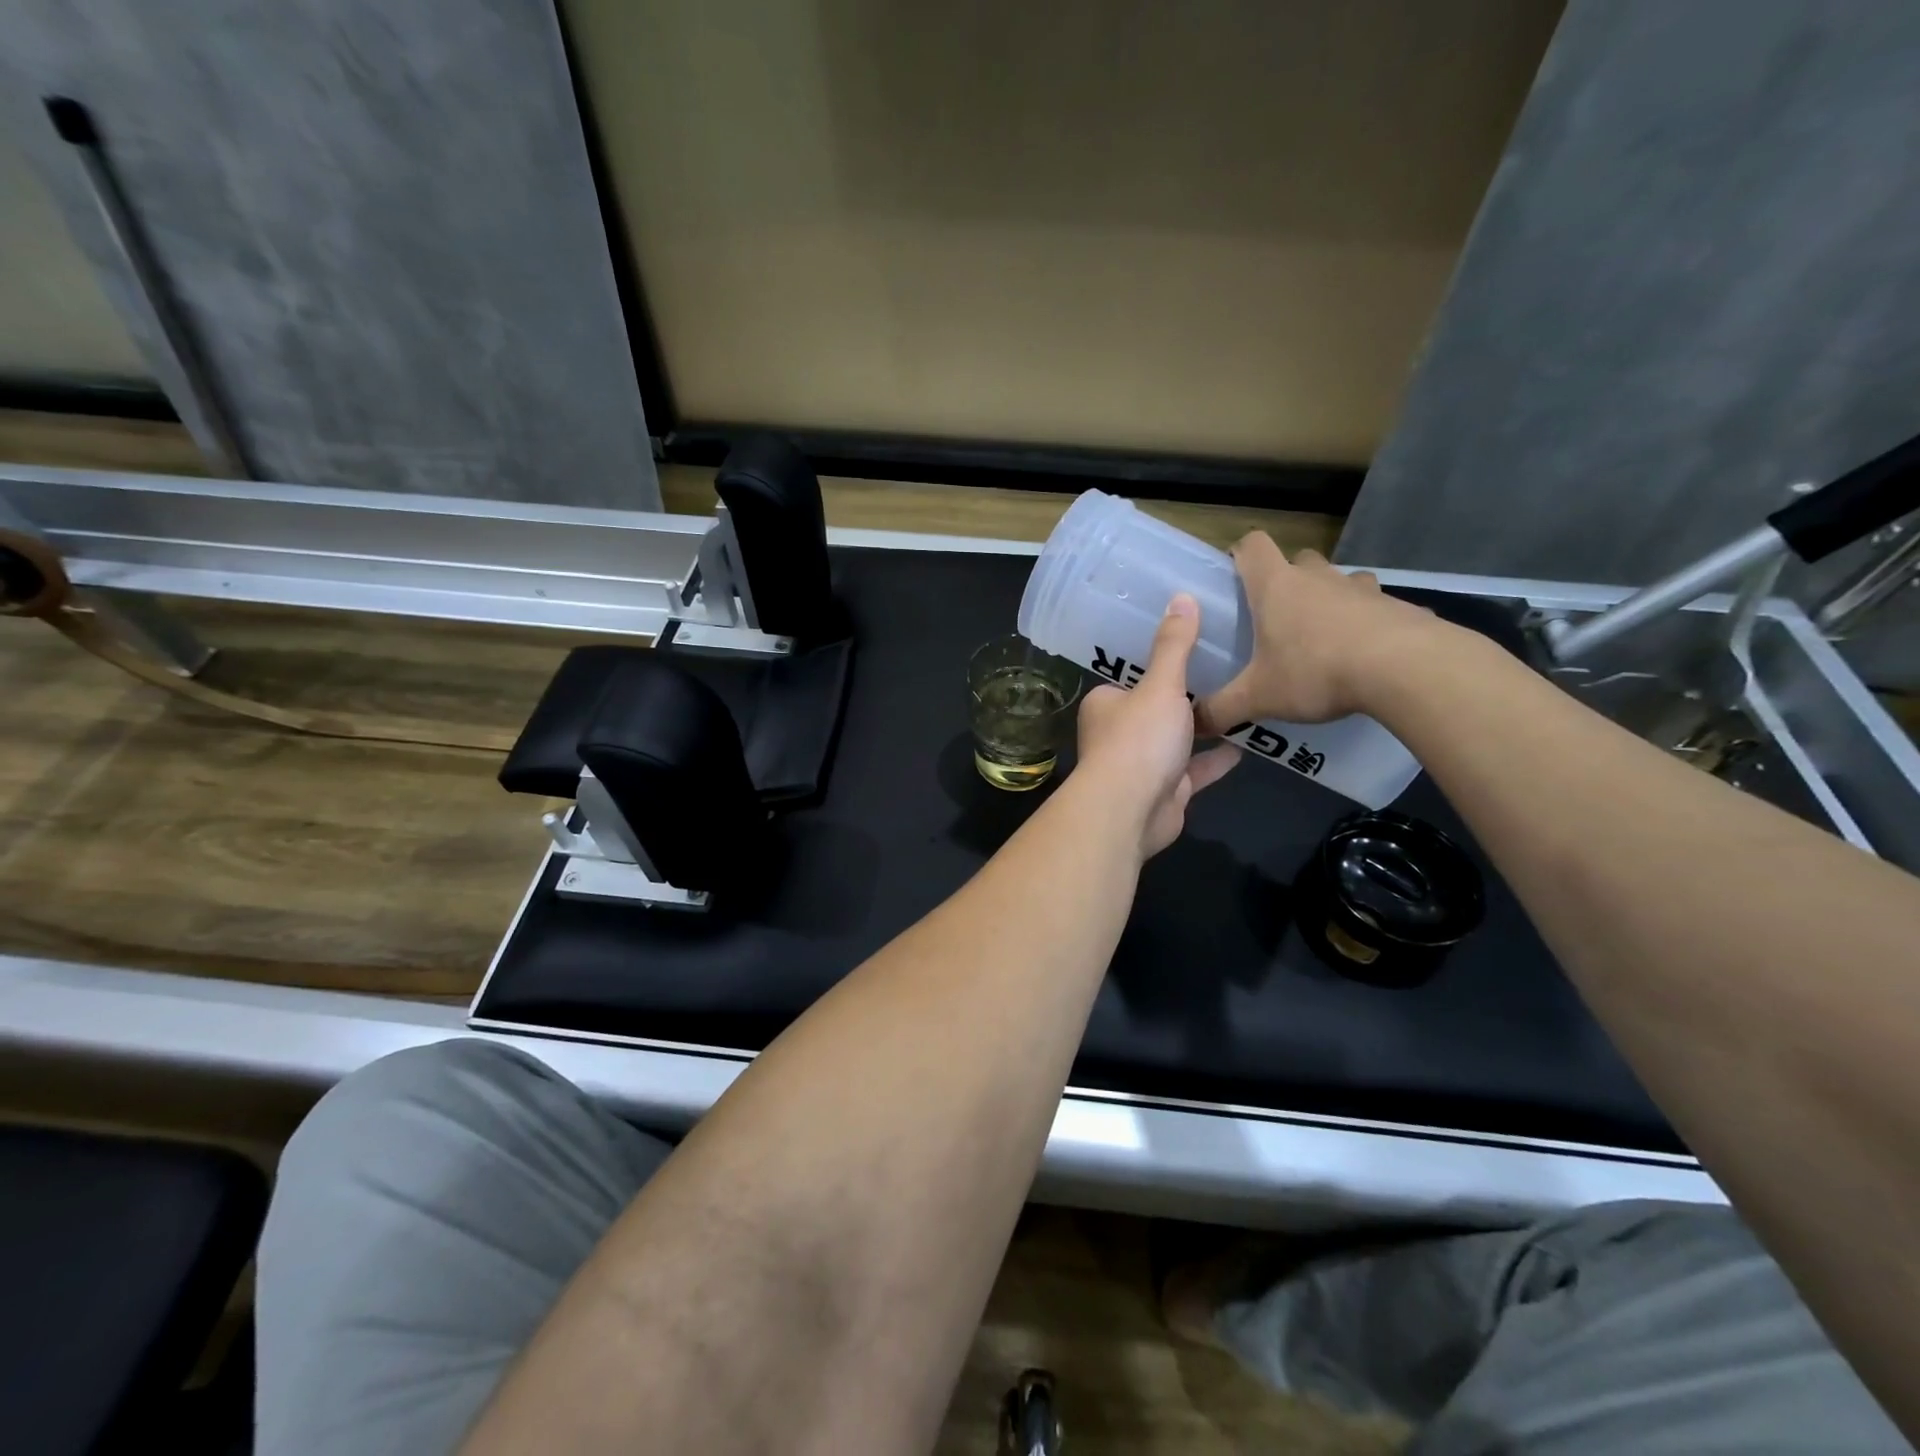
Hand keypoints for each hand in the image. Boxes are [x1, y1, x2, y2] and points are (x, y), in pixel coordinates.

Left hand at [1074, 595, 1240, 857]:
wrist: (1130, 811)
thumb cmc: (1139, 739)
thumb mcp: (1161, 685)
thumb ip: (1174, 645)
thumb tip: (1181, 596)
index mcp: (1106, 703)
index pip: (1132, 676)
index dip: (1159, 664)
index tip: (1193, 648)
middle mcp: (1119, 733)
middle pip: (1156, 709)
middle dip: (1185, 698)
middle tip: (1226, 671)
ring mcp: (1142, 765)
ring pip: (1176, 741)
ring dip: (1203, 729)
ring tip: (1241, 703)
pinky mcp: (1165, 792)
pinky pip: (1193, 771)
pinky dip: (1214, 761)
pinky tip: (1245, 746)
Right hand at [1195, 534, 1440, 733]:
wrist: (1406, 669)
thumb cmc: (1316, 671)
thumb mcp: (1258, 698)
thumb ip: (1221, 710)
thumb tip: (1193, 724)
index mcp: (1276, 587)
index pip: (1252, 545)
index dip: (1241, 554)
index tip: (1236, 576)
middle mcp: (1318, 578)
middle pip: (1298, 560)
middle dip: (1288, 581)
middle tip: (1279, 618)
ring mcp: (1362, 589)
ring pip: (1340, 580)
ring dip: (1330, 599)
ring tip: (1324, 637)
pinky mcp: (1398, 606)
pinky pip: (1376, 607)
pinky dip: (1367, 623)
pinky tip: (1366, 656)